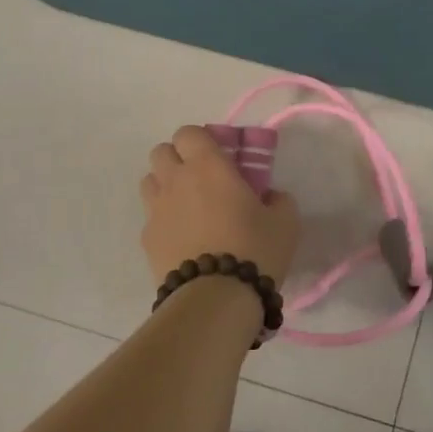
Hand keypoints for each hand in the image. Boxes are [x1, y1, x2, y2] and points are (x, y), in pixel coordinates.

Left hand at [140, 126, 299, 286]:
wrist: (216, 299)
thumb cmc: (254, 249)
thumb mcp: (285, 222)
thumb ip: (278, 199)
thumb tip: (270, 197)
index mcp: (207, 165)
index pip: (189, 132)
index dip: (201, 140)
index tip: (219, 156)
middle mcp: (176, 180)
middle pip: (161, 152)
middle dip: (178, 159)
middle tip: (201, 179)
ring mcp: (156, 210)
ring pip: (149, 181)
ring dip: (165, 186)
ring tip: (187, 207)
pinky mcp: (146, 239)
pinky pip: (150, 218)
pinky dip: (163, 221)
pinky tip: (182, 239)